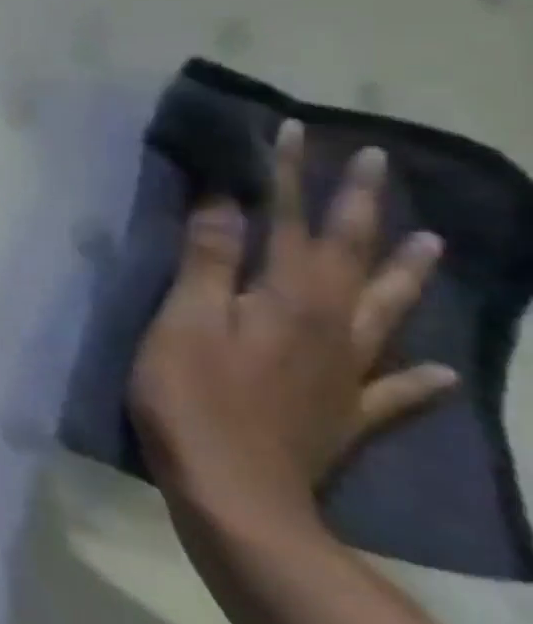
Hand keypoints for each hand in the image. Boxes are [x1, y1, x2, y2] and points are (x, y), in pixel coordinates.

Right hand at [130, 120, 455, 529]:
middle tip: (376, 163)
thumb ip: (209, 261)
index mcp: (289, 300)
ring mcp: (345, 372)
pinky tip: (438, 369)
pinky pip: (396, 391)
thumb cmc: (192, 396)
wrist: (236, 493)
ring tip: (433, 243)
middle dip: (359, 205)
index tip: (297, 130)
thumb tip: (225, 201)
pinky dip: (419, 378)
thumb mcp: (185, 320)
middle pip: (348, 255)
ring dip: (406, 273)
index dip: (290, 175)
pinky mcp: (344, 413)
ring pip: (387, 311)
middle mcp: (331, 327)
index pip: (289, 221)